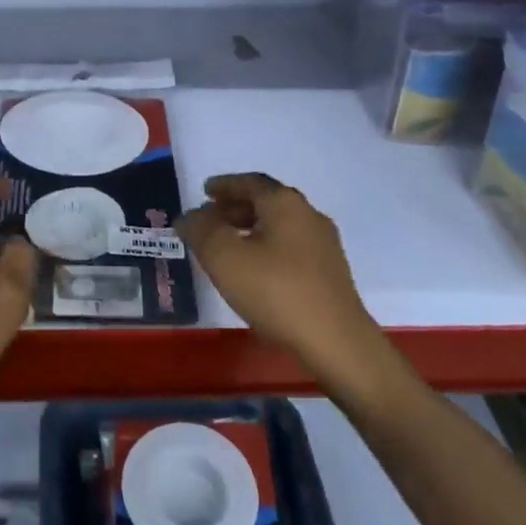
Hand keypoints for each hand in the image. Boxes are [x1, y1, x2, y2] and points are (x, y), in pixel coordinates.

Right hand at [179, 173, 383, 381]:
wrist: (336, 341)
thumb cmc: (276, 292)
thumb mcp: (225, 258)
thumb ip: (201, 231)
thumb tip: (189, 216)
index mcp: (285, 204)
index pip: (251, 182)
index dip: (225, 185)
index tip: (205, 191)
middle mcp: (309, 216)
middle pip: (267, 202)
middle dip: (236, 207)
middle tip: (210, 218)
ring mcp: (324, 245)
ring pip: (279, 226)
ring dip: (250, 228)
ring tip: (227, 246)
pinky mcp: (329, 273)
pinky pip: (290, 247)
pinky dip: (266, 247)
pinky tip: (254, 270)